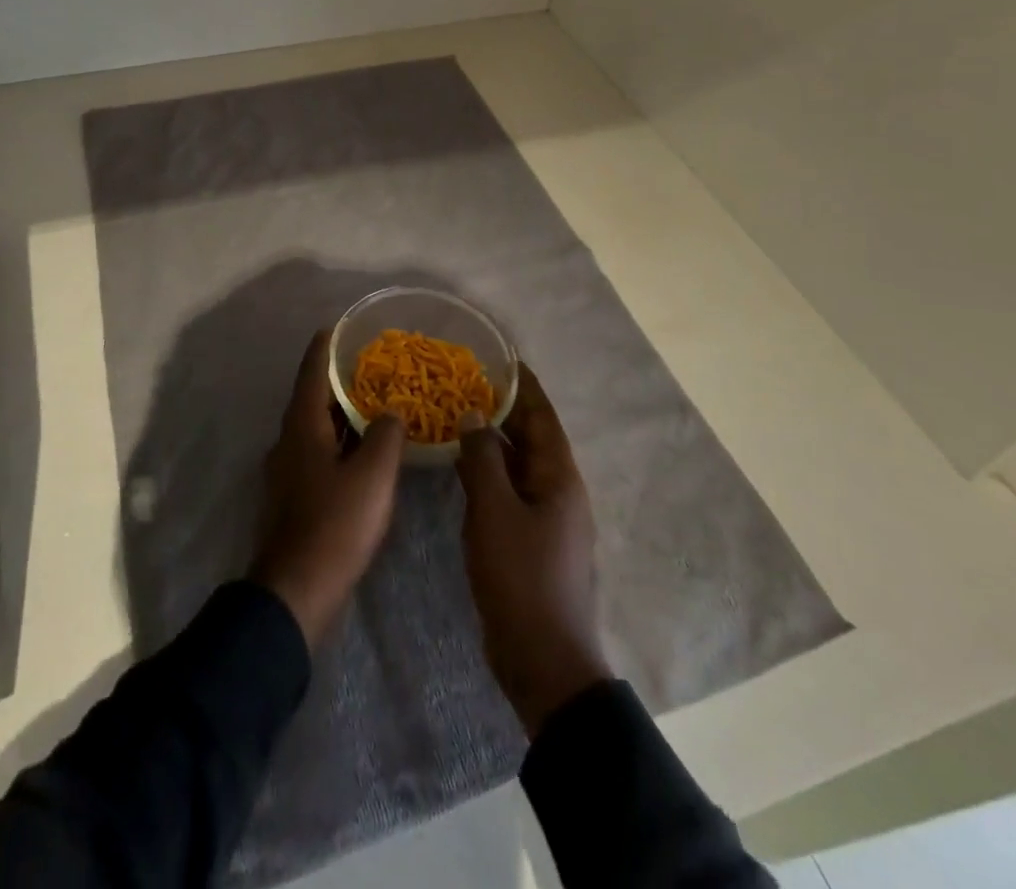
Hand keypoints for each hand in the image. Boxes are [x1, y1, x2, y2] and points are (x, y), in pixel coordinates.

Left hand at [250, 332, 405, 646]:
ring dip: (343, 412)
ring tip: (376, 402)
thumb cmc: (335, 523)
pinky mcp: (295, 496)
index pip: (312, 371)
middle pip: (314, 397)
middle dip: (340, 379)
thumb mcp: (373, 475)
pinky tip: (366, 451)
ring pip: (317, 427)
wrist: (297, 590)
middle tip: (373, 364)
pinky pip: (320, 453)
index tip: (339, 326)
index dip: (325, 346)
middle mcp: (289, 440)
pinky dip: (341, 441)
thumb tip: (391, 413)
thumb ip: (385, 435)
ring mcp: (289, 470)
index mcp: (302, 426)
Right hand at [456, 365, 610, 737]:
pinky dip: (486, 472)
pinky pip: (507, 491)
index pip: (542, 416)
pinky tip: (458, 465)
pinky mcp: (528, 540)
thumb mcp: (495, 511)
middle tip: (466, 381)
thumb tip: (475, 415)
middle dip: (503, 408)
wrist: (541, 659)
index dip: (524, 386)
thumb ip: (482, 459)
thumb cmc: (521, 577)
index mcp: (559, 478)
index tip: (501, 357)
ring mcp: (544, 518)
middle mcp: (557, 491)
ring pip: (516, 465)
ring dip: (491, 440)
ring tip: (456, 413)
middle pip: (530, 438)